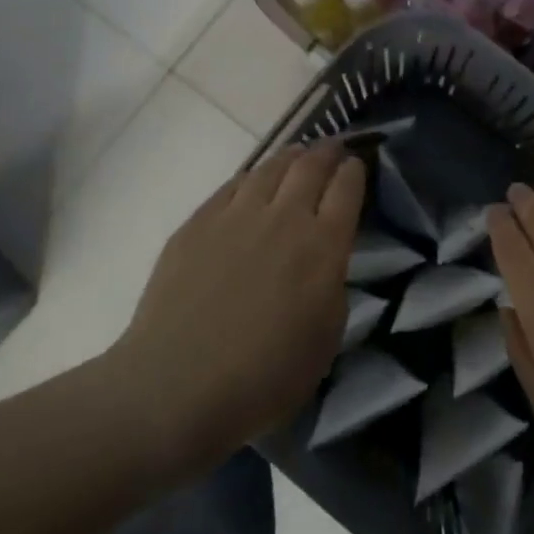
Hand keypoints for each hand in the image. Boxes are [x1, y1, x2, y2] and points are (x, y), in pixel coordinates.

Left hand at [116, 141, 365, 468]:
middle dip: (327, 152)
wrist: (177, 386)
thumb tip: (324, 261)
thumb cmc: (264, 378)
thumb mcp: (325, 339)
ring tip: (297, 154)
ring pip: (270, 168)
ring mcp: (236, 216)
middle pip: (310, 167)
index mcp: (322, 247)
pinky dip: (251, 176)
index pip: (346, 190)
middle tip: (333, 148)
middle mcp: (283, 219)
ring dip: (290, 157)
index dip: (354, 172)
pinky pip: (232, 185)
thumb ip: (332, 287)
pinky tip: (252, 181)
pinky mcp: (198, 223)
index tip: (357, 165)